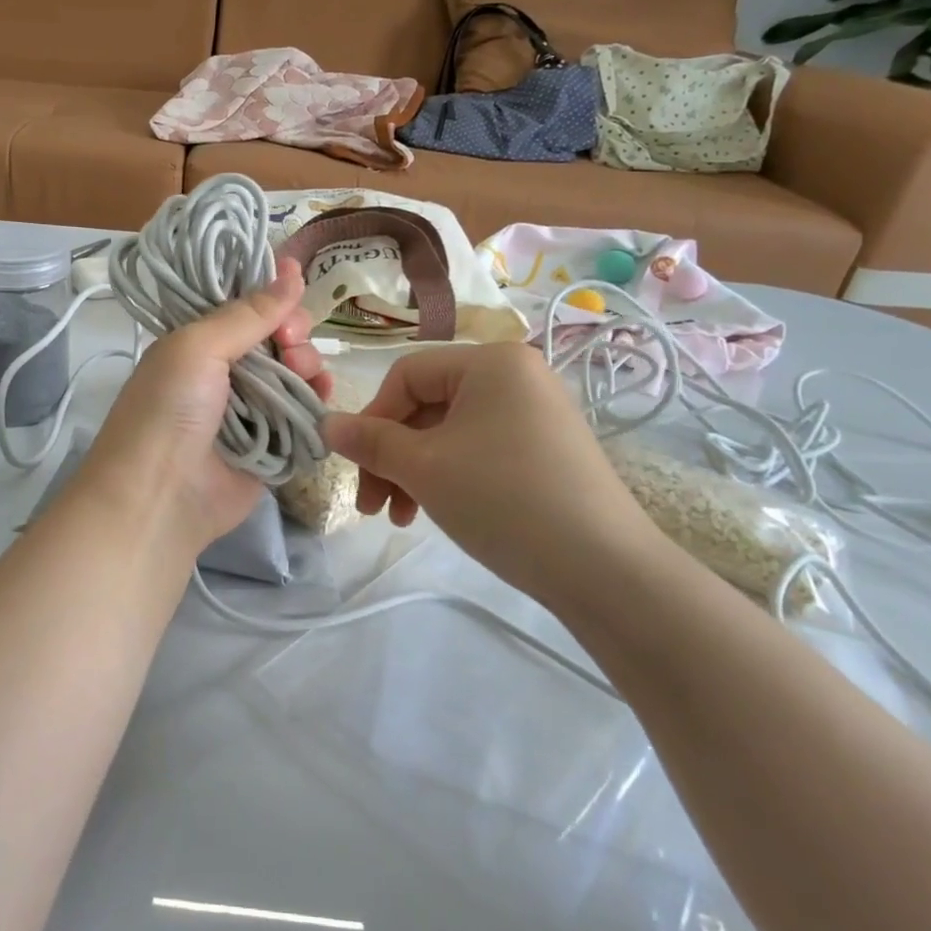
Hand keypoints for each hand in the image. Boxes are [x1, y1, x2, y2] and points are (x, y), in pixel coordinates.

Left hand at [80, 260, 330, 554]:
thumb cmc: (169, 410)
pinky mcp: (274, 445)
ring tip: (305, 373)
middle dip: (293, 331)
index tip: (295, 282)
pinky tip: (321, 395)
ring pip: (296, 373)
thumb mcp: (196, 347)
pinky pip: (305, 413)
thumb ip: (246, 313)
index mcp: (200, 344)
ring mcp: (252, 410)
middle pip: (277, 338)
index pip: (246, 308)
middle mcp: (226, 373)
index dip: (272, 294)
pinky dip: (317, 401)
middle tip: (292, 342)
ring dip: (308, 365)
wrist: (159, 497)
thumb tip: (289, 270)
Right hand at [321, 343, 668, 601]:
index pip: (406, 375)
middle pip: (427, 406)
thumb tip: (325, 423)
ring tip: (400, 518)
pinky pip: (479, 451)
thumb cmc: (503, 499)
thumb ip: (369, 440)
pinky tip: (436, 513)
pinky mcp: (546, 451)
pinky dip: (449, 477)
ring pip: (449, 433)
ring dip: (414, 472)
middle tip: (372, 506)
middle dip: (392, 456)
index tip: (356, 468)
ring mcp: (535, 414)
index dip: (372, 419)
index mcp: (491, 362)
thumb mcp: (424, 467)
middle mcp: (516, 376)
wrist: (604, 569)